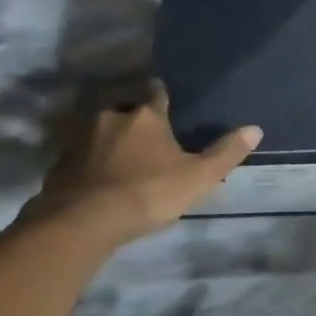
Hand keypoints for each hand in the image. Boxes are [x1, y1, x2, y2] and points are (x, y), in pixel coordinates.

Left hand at [25, 81, 261, 245]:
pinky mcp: (60, 163)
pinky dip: (90, 163)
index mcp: (146, 116)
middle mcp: (111, 117)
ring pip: (100, 131)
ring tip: (122, 159)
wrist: (82, 222)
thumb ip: (226, 153)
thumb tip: (256, 128)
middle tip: (148, 138)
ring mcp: (80, 138)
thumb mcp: (198, 177)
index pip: (158, 93)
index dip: (164, 95)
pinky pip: (80, 156)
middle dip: (136, 120)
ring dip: (110, 140)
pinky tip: (99, 180)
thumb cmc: (148, 193)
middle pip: (126, 110)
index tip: (167, 98)